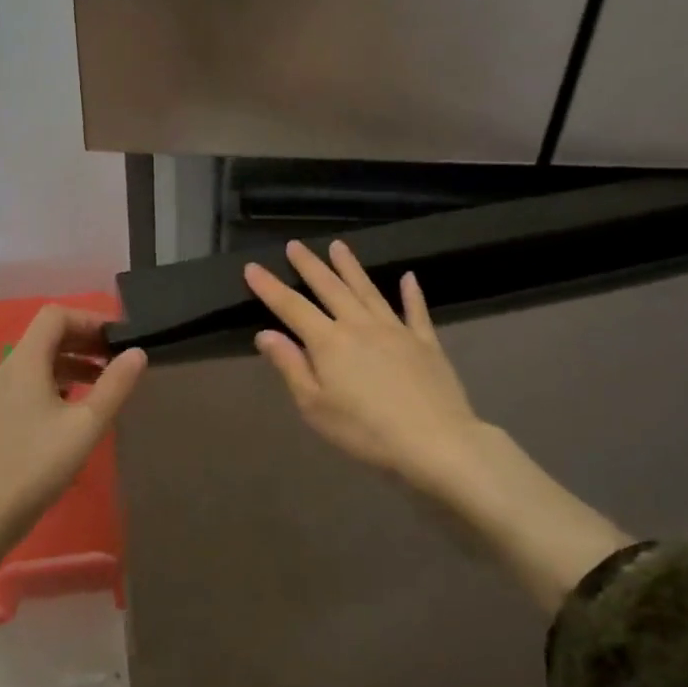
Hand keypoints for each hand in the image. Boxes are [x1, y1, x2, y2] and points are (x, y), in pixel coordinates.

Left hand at [0, 306, 146, 543]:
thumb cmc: (36, 464)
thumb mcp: (86, 425)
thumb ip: (115, 385)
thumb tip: (137, 352)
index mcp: (25, 361)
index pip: (55, 316)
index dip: (89, 319)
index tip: (118, 338)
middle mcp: (7, 369)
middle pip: (47, 336)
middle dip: (84, 340)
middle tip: (117, 358)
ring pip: (39, 362)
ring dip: (73, 363)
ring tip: (104, 382)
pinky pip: (31, 383)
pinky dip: (58, 382)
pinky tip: (76, 407)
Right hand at [245, 240, 487, 496]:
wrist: (435, 441)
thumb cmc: (365, 431)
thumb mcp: (315, 406)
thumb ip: (291, 366)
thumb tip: (265, 334)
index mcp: (329, 342)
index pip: (292, 307)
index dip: (270, 287)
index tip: (252, 267)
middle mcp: (360, 325)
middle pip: (330, 288)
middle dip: (310, 265)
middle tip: (295, 245)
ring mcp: (396, 330)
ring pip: (368, 290)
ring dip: (351, 267)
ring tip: (338, 246)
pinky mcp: (425, 342)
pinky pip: (416, 311)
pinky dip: (411, 293)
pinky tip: (408, 278)